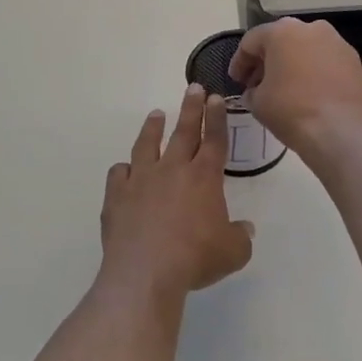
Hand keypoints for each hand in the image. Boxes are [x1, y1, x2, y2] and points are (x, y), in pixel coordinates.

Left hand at [100, 85, 253, 295]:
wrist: (146, 272)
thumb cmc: (196, 259)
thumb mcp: (233, 252)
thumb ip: (240, 236)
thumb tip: (245, 229)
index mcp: (204, 177)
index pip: (214, 139)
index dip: (217, 118)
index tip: (216, 97)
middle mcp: (172, 170)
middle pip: (183, 132)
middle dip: (190, 108)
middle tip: (192, 88)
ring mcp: (141, 180)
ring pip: (147, 145)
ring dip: (153, 128)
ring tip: (156, 114)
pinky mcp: (116, 196)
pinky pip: (118, 174)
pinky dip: (123, 170)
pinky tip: (124, 170)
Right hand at [229, 18, 361, 159]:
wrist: (344, 133)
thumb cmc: (292, 111)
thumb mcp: (258, 103)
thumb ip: (252, 91)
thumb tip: (256, 92)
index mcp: (283, 31)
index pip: (251, 41)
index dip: (239, 62)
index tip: (236, 81)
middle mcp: (313, 29)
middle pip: (282, 41)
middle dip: (268, 62)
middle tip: (258, 85)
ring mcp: (340, 45)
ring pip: (308, 51)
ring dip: (294, 67)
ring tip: (285, 92)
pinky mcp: (357, 65)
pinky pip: (328, 66)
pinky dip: (316, 76)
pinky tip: (311, 98)